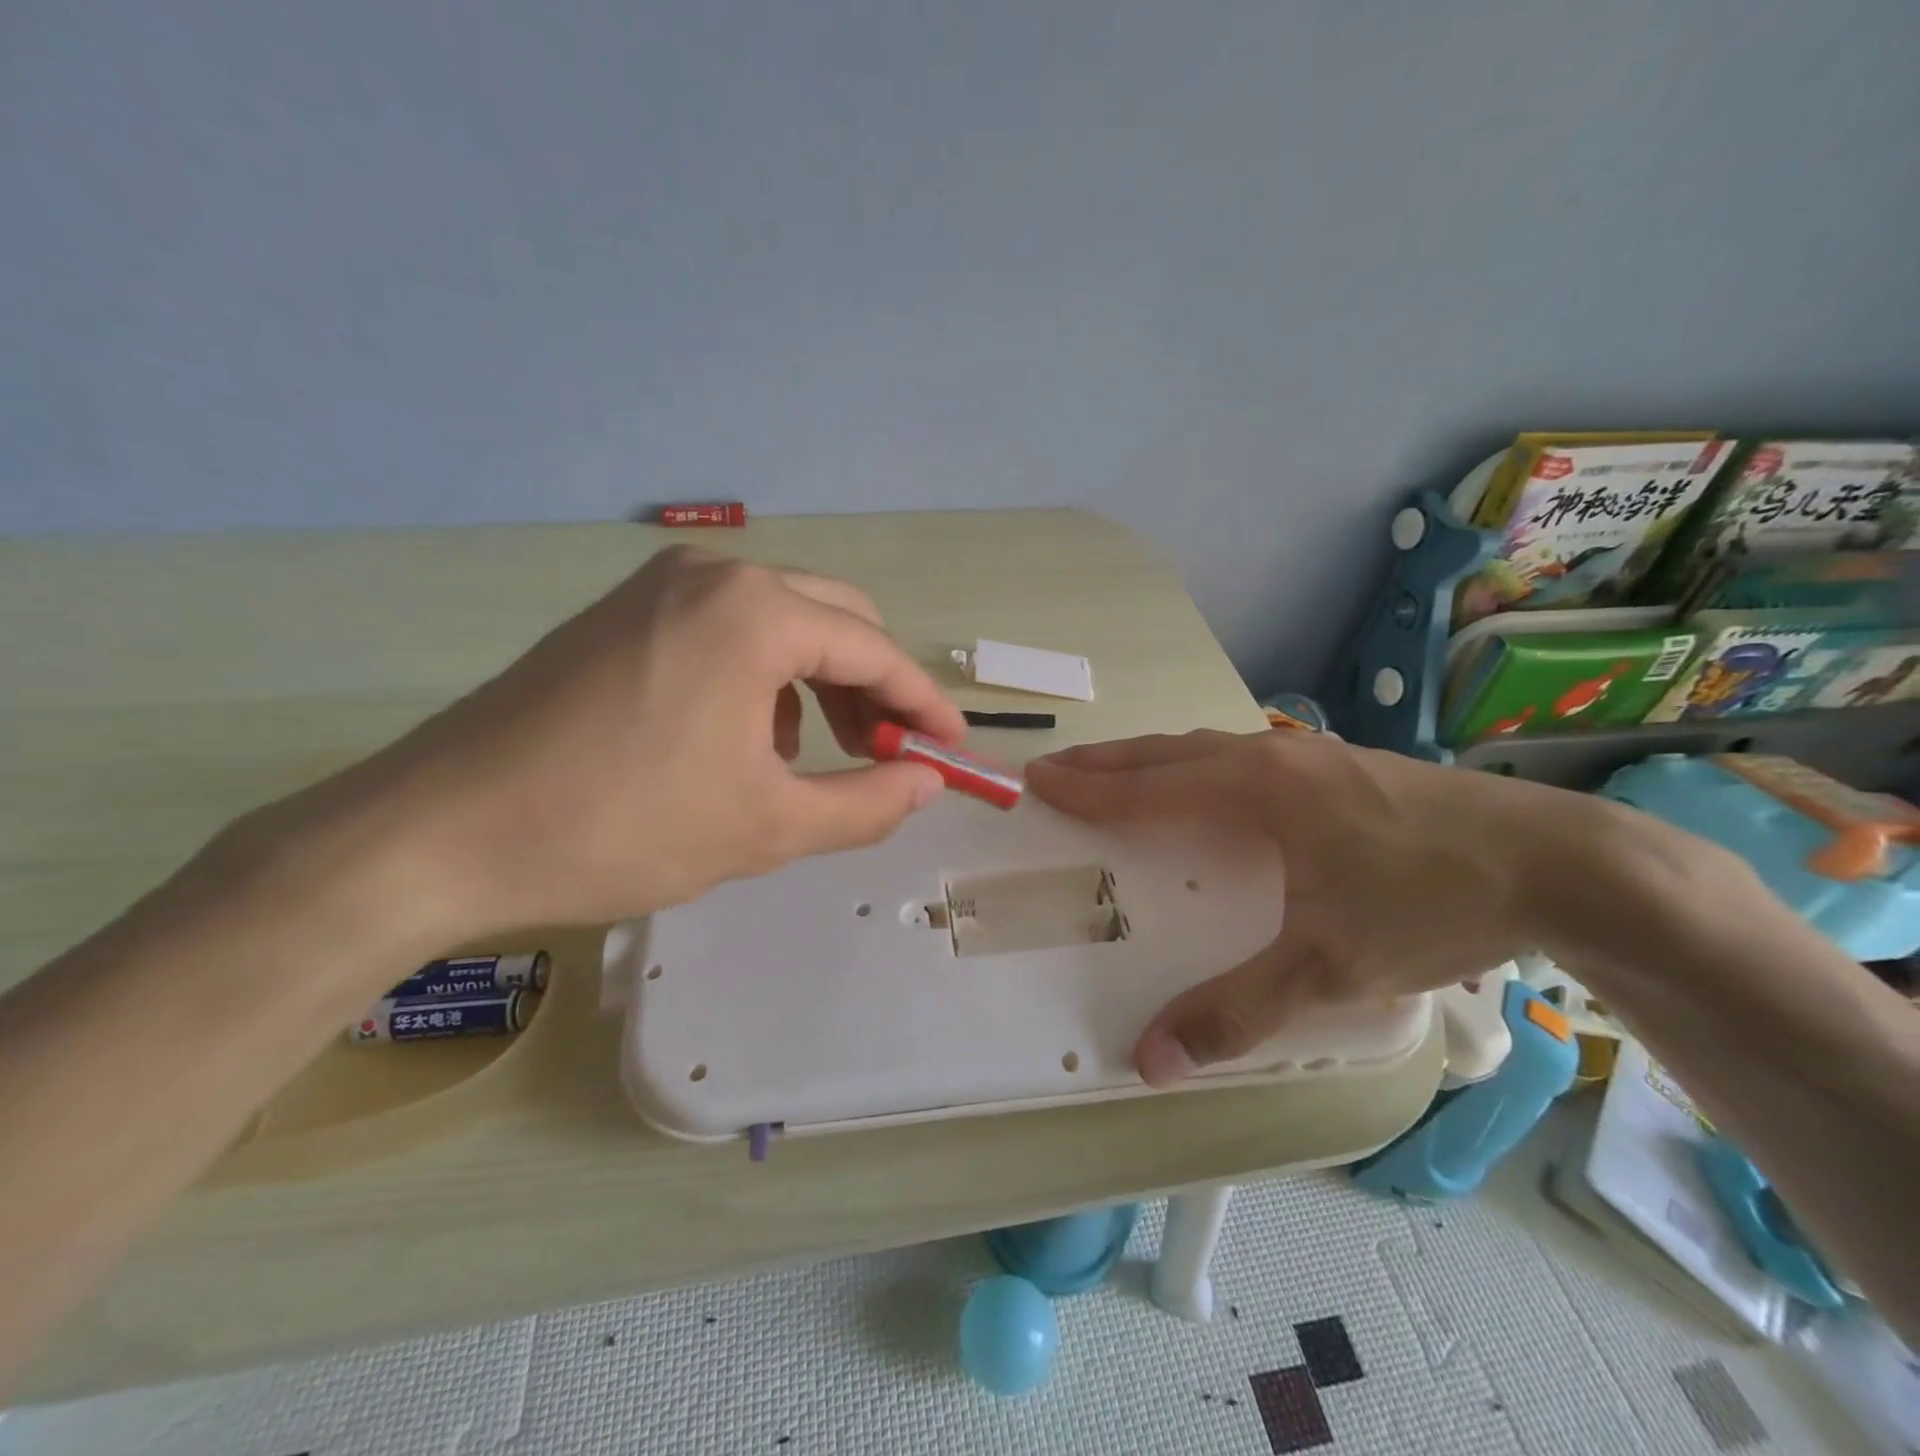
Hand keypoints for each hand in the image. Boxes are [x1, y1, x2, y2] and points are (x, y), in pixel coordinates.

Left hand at [277, 546, 964, 938]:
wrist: (440, 833)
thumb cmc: (621, 827)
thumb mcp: (766, 827)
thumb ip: (865, 801)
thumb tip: (925, 781)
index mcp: (754, 611)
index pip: (874, 648)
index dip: (921, 702)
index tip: (950, 745)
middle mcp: (713, 573)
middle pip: (835, 616)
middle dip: (871, 685)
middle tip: (882, 752)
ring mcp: (659, 585)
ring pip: (781, 619)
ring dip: (817, 680)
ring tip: (806, 756)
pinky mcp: (622, 613)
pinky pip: (726, 628)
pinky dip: (761, 675)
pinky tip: (739, 737)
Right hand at [1026, 728, 1643, 1085]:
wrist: (1564, 862)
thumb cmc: (1433, 901)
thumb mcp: (1330, 967)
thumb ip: (1236, 1011)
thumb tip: (1150, 1060)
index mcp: (1256, 790)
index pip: (1148, 786)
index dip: (1088, 788)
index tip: (1038, 781)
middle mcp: (1273, 758)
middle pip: (1167, 752)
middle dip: (1106, 761)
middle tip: (1056, 768)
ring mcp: (1309, 755)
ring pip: (1205, 747)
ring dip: (1151, 759)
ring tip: (1112, 772)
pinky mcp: (1339, 766)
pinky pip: (1239, 754)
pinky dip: (1194, 763)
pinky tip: (1204, 782)